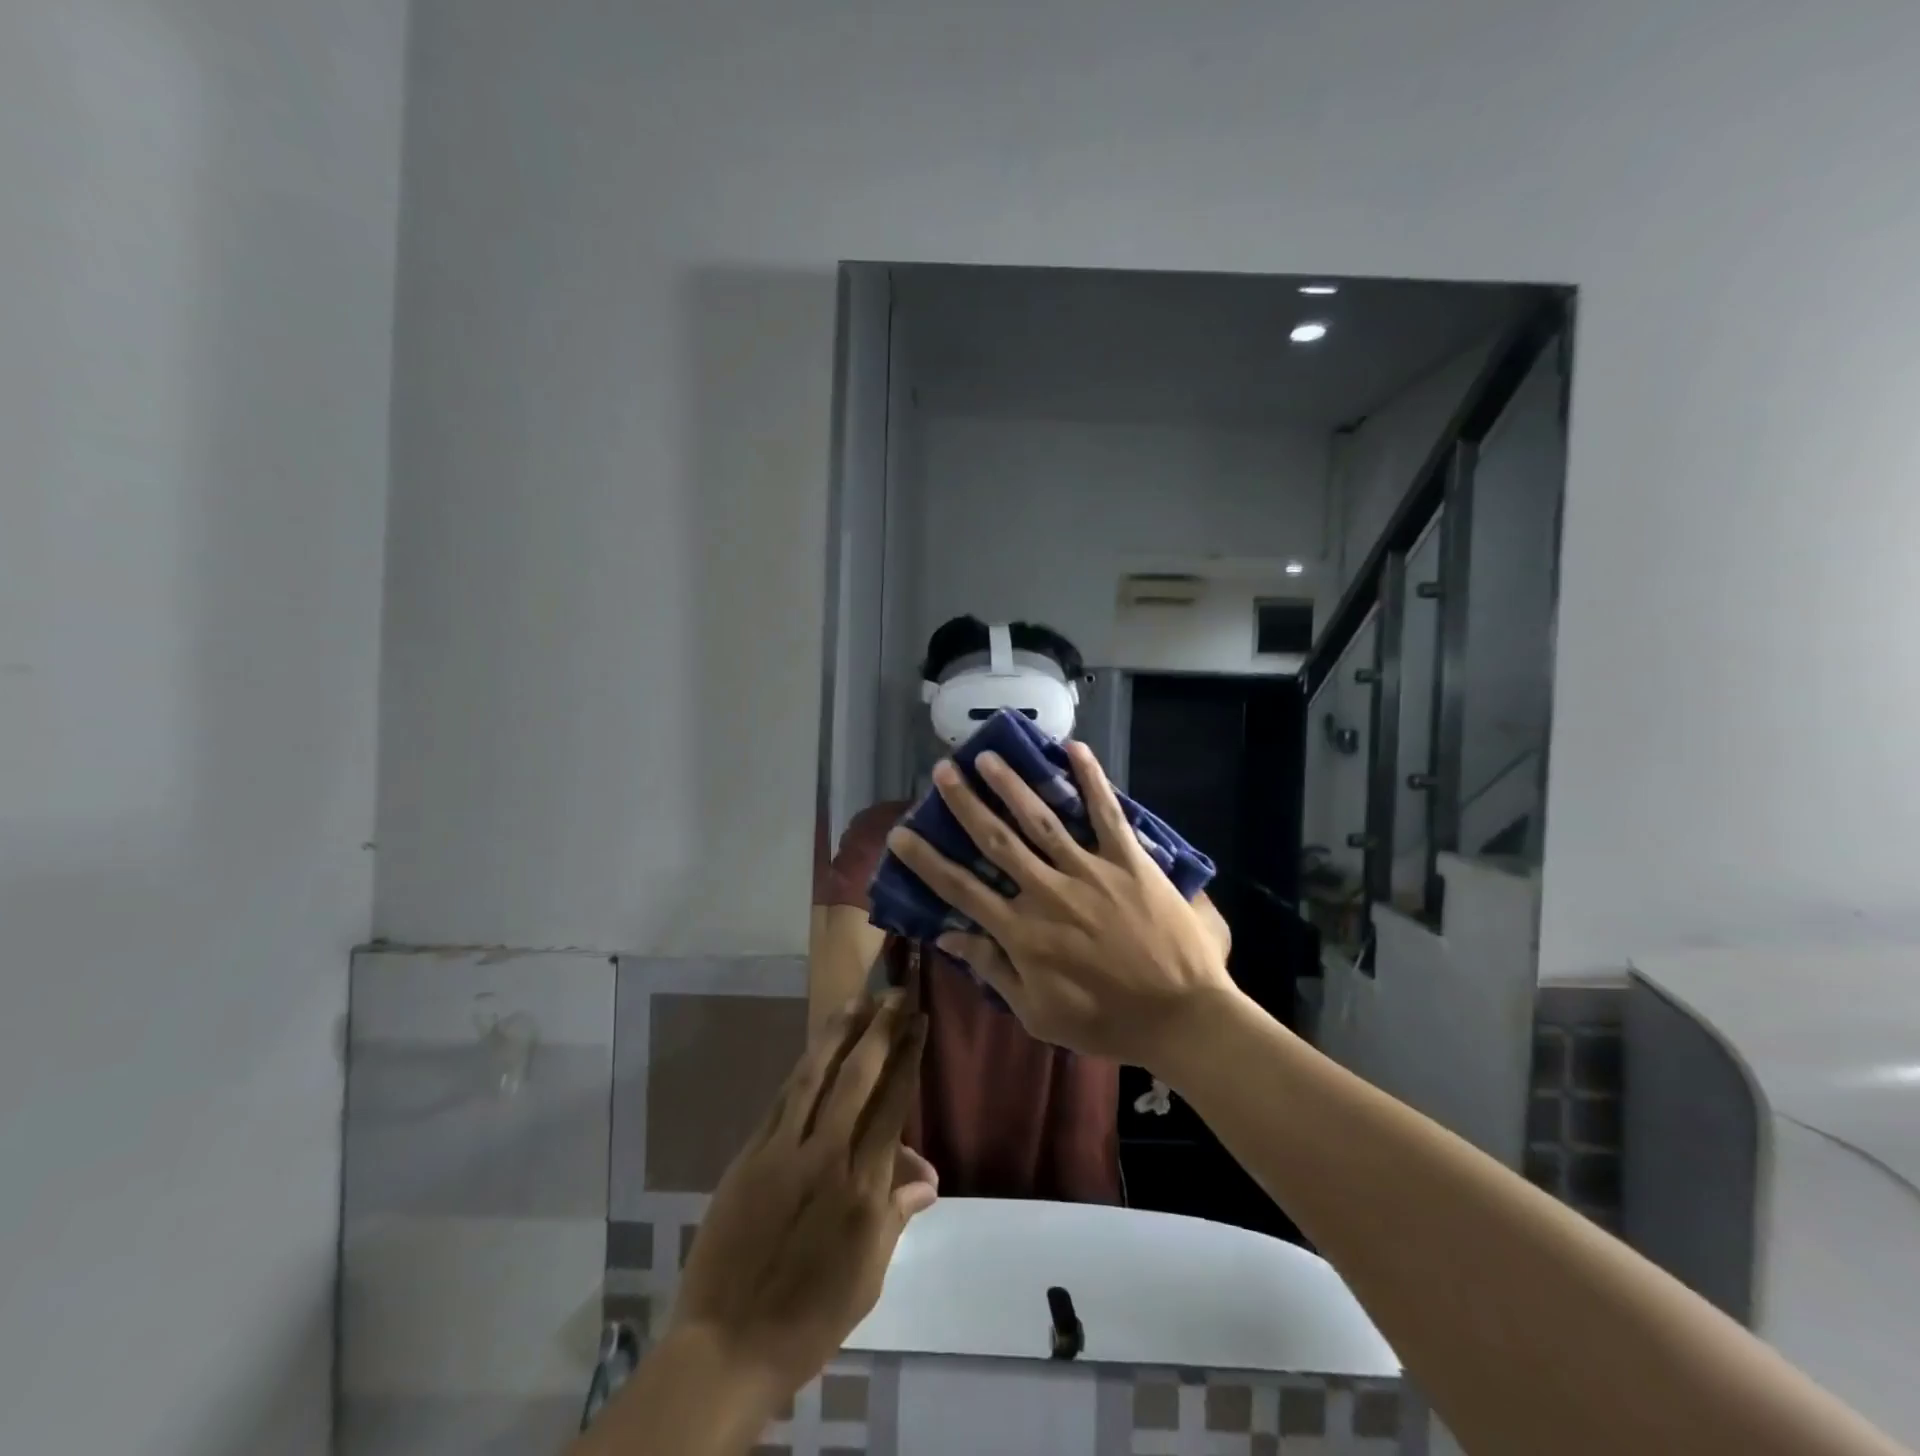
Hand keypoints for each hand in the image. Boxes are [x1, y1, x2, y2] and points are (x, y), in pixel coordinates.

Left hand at [668, 994, 937, 1395]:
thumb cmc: (810, 1318)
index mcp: (862, 1187)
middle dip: (880, 1031)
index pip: (892, 1104)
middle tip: (894, 995)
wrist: (727, 1344)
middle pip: (858, 1078)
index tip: (918, 1023)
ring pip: (816, 1076)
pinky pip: (782, 1100)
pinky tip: (814, 1050)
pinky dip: (803, 1069)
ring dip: (838, 1034)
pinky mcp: (750, 1155)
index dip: (908, 1058)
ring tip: (856, 1001)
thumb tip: (928, 1176)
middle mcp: (826, 1156)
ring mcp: (783, 1151)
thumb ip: (895, 1214)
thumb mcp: (867, 1276)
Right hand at [886, 742, 1237, 1068]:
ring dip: (1012, 785)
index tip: (901, 834)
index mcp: (1022, 933)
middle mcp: (1048, 892)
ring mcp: (1090, 871)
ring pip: (1042, 819)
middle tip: (943, 771)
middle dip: (965, 804)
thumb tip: (949, 938)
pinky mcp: (1129, 860)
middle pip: (997, 841)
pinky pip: (1106, 813)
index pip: (961, 890)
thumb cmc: (1106, 1021)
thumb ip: (994, 970)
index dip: (927, 861)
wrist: (1182, 1016)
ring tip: (988, 755)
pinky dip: (1091, 779)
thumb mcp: (1038, 1014)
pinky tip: (1074, 748)